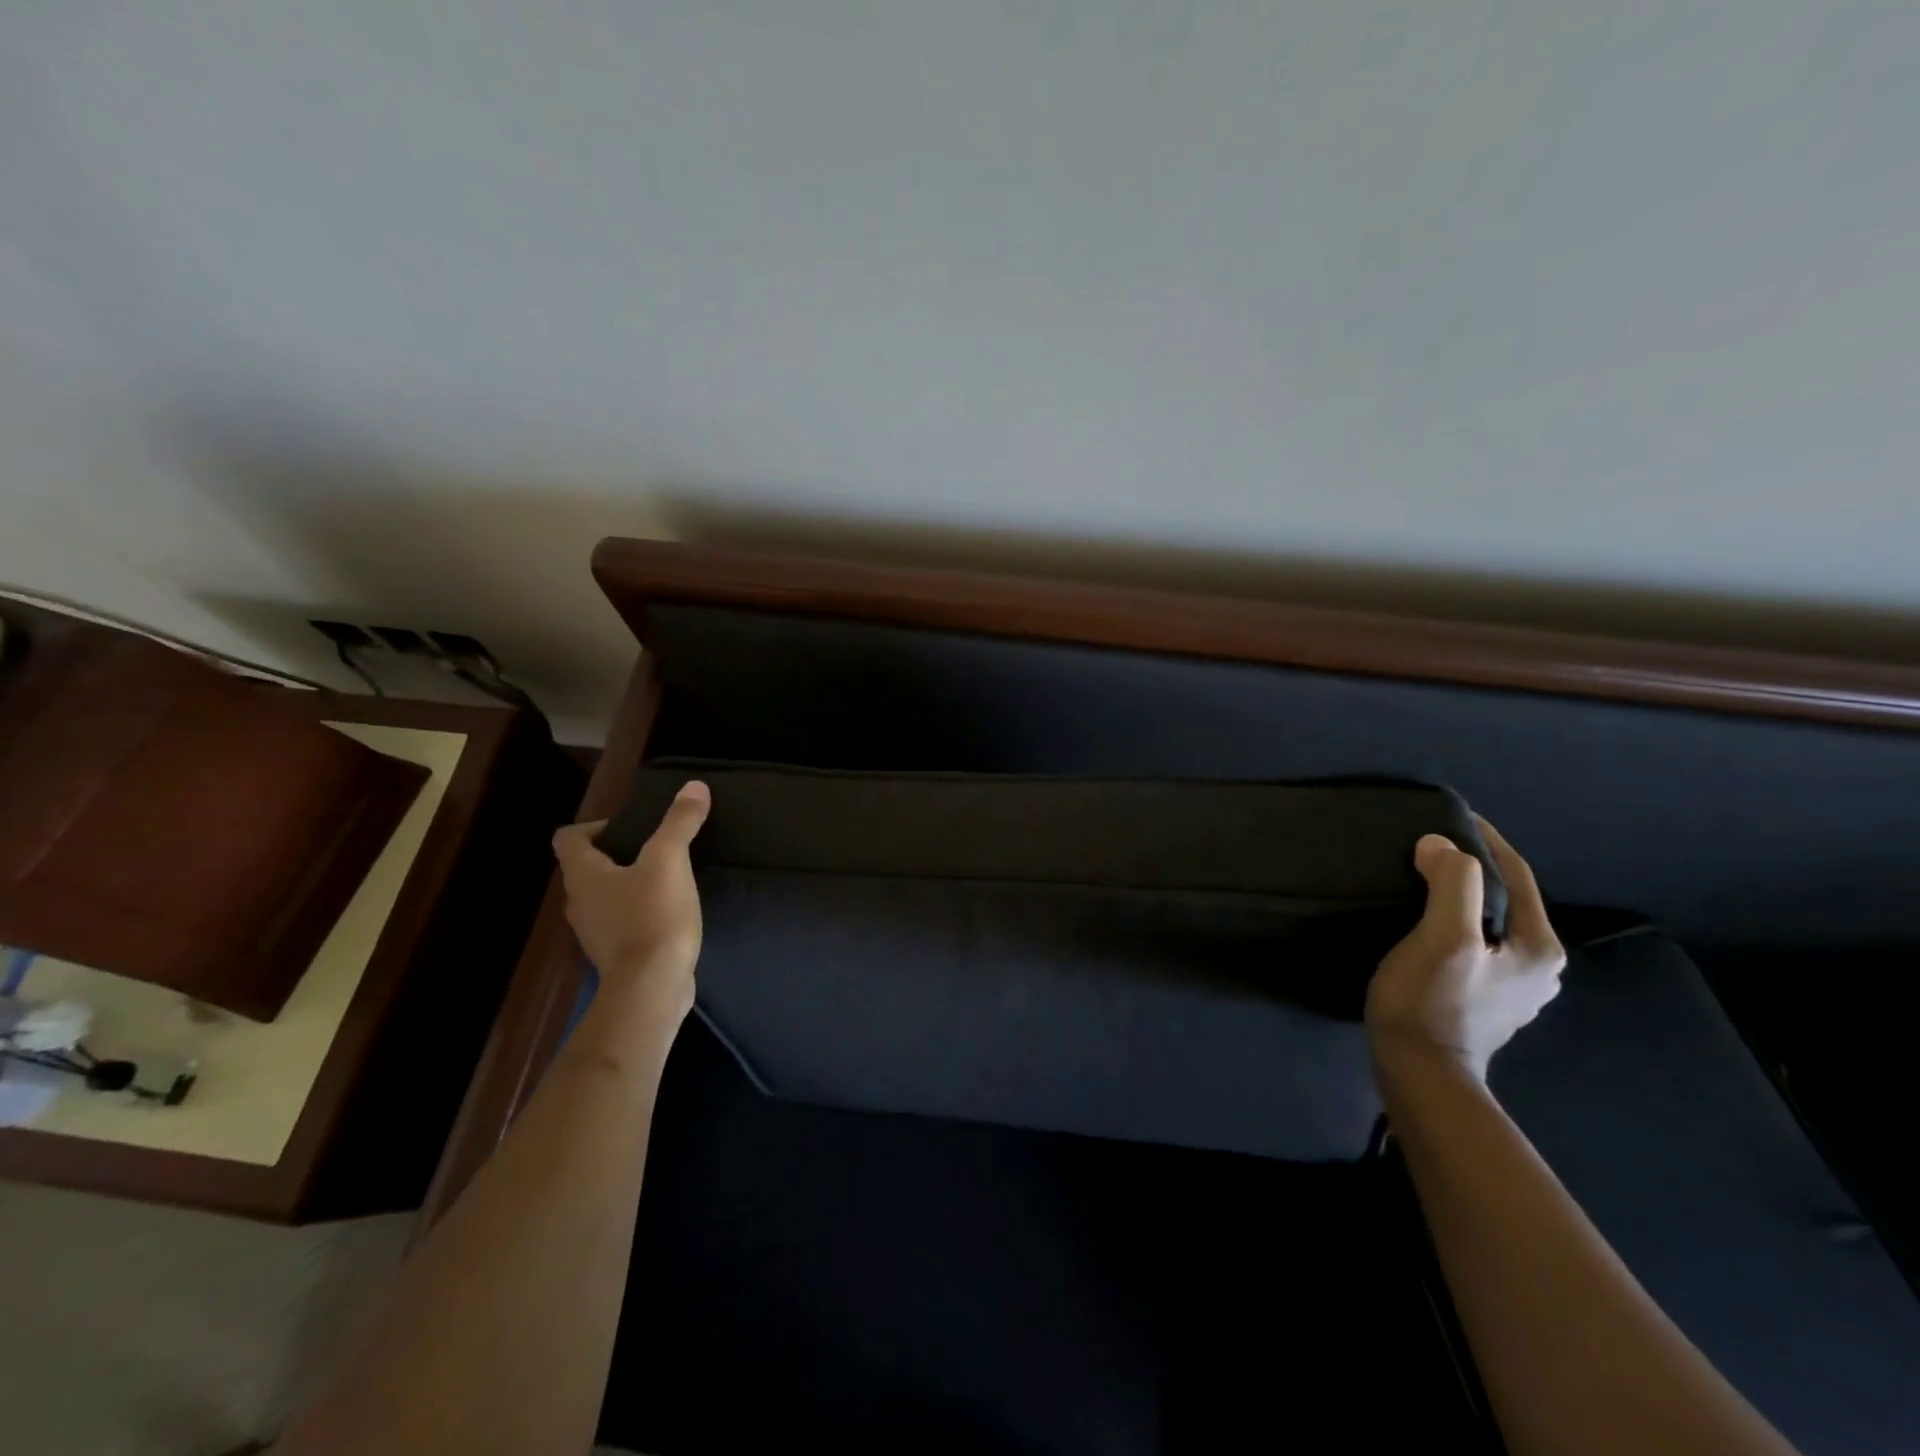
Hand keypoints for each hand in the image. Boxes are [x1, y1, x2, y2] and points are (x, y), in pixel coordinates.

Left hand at [552, 781, 710, 1019]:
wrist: (651, 987)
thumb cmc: (652, 916)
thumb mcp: (670, 861)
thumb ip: (679, 822)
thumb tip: (694, 786)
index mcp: (583, 875)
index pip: (569, 838)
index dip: (595, 825)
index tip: (630, 827)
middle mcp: (579, 902)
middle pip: (587, 867)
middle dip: (618, 854)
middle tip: (655, 848)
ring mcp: (594, 932)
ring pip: (605, 896)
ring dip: (628, 884)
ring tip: (666, 879)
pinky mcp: (615, 955)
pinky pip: (621, 922)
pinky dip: (638, 912)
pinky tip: (669, 913)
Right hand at [1366, 816, 1565, 1079]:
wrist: (1419, 1073)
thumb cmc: (1432, 1002)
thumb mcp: (1443, 938)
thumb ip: (1452, 884)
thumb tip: (1440, 844)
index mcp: (1538, 947)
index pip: (1516, 875)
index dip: (1485, 840)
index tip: (1451, 816)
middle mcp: (1538, 966)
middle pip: (1505, 898)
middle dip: (1472, 867)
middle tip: (1430, 846)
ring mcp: (1512, 987)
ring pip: (1488, 922)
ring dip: (1460, 895)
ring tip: (1423, 877)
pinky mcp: (1483, 999)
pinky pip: (1474, 942)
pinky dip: (1453, 921)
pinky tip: (1426, 921)